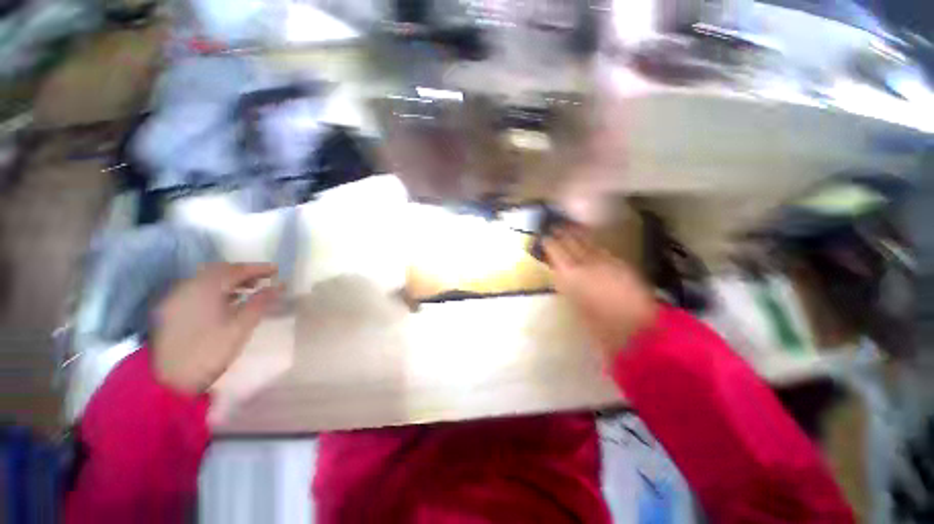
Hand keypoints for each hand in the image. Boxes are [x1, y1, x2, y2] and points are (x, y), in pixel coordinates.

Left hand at [152, 263, 279, 393]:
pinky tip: (228, 300)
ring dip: (229, 280)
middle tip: (265, 279)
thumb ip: (261, 302)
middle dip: (243, 272)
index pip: (235, 270)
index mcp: (205, 289)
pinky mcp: (172, 309)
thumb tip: (279, 286)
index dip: (258, 268)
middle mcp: (187, 287)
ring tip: (250, 289)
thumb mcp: (242, 326)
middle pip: (219, 271)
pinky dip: (216, 289)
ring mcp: (177, 298)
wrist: (171, 381)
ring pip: (207, 280)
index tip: (277, 270)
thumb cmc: (211, 351)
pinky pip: (197, 290)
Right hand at [544, 226, 657, 359]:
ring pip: (587, 240)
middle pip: (571, 240)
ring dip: (577, 233)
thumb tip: (560, 273)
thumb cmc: (597, 324)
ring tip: (570, 227)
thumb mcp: (573, 304)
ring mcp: (604, 260)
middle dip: (562, 232)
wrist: (635, 328)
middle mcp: (586, 262)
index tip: (544, 237)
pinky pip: (601, 247)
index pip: (555, 250)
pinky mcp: (620, 262)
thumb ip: (565, 285)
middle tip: (555, 226)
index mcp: (570, 274)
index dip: (549, 242)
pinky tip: (590, 241)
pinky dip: (592, 242)